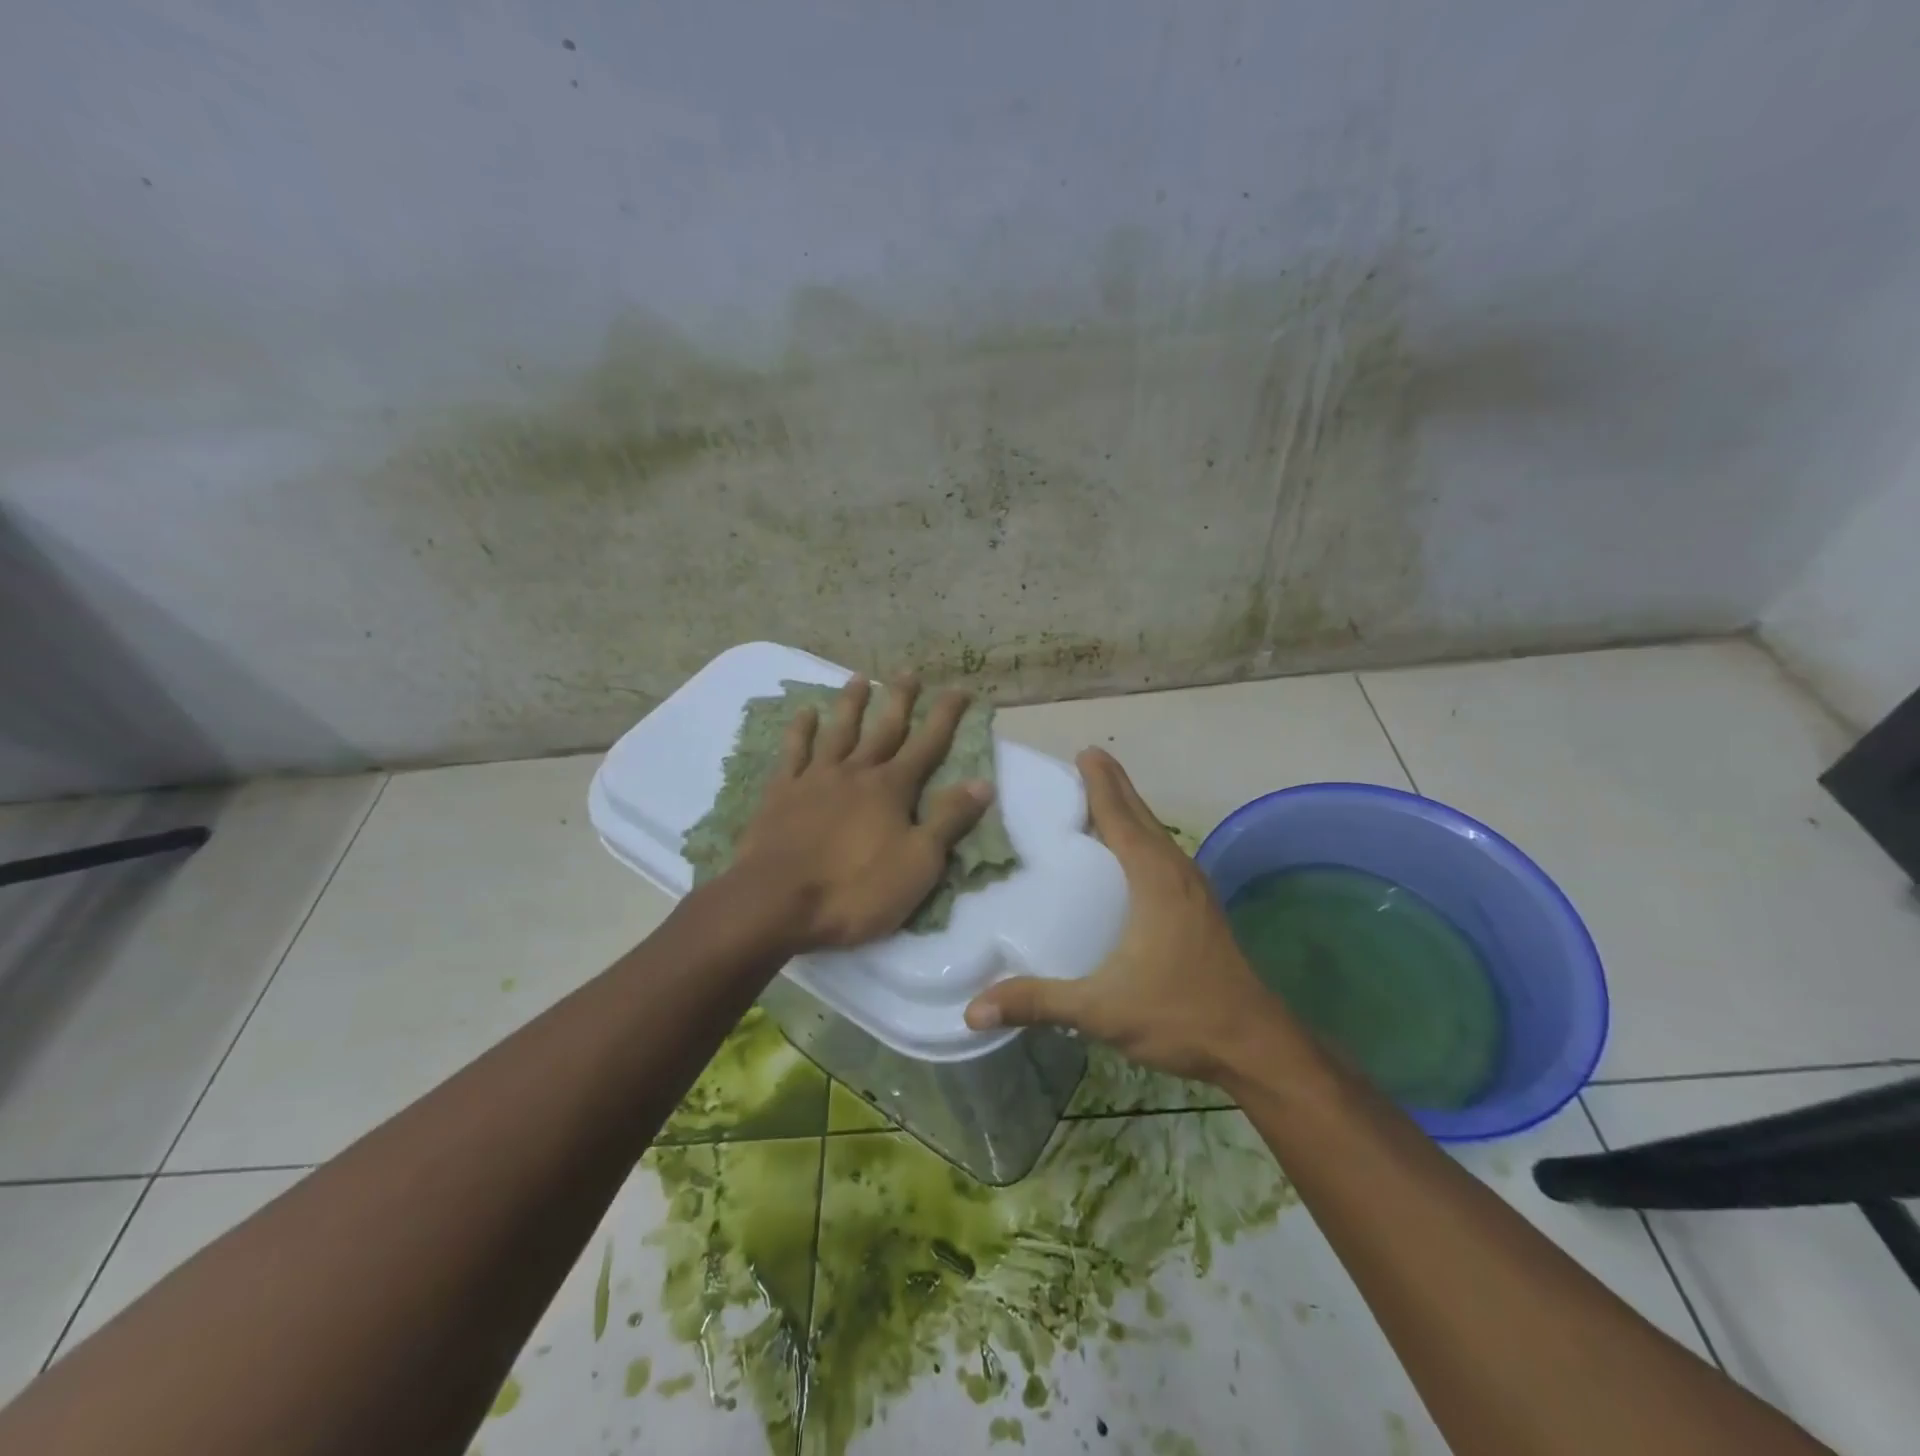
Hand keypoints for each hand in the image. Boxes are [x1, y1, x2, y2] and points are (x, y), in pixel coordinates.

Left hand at [732, 674, 992, 950]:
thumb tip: (983, 783)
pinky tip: (805, 713)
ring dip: (851, 704)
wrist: (776, 902)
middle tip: (909, 672)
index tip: (960, 688)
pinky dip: (800, 730)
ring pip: (838, 731)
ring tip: (859, 678)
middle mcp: (856, 772)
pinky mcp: (781, 793)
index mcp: (892, 789)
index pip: (928, 745)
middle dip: (900, 700)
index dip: (945, 716)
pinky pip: (793, 752)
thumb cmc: (855, 890)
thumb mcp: (918, 864)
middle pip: (883, 729)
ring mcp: (815, 779)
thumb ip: (949, 821)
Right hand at [963, 748, 1281, 1082]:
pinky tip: (1127, 854)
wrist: (1254, 1045)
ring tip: (1099, 799)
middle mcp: (1176, 872)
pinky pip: (1164, 855)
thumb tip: (973, 1008)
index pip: (1120, 817)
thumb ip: (1038, 1002)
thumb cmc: (1179, 1013)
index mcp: (1153, 879)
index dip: (1100, 783)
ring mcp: (1194, 889)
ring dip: (1130, 811)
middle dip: (1114, 786)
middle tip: (1085, 763)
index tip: (1083, 752)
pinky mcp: (1199, 908)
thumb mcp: (1102, 1009)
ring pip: (1156, 834)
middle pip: (1141, 816)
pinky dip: (1142, 837)